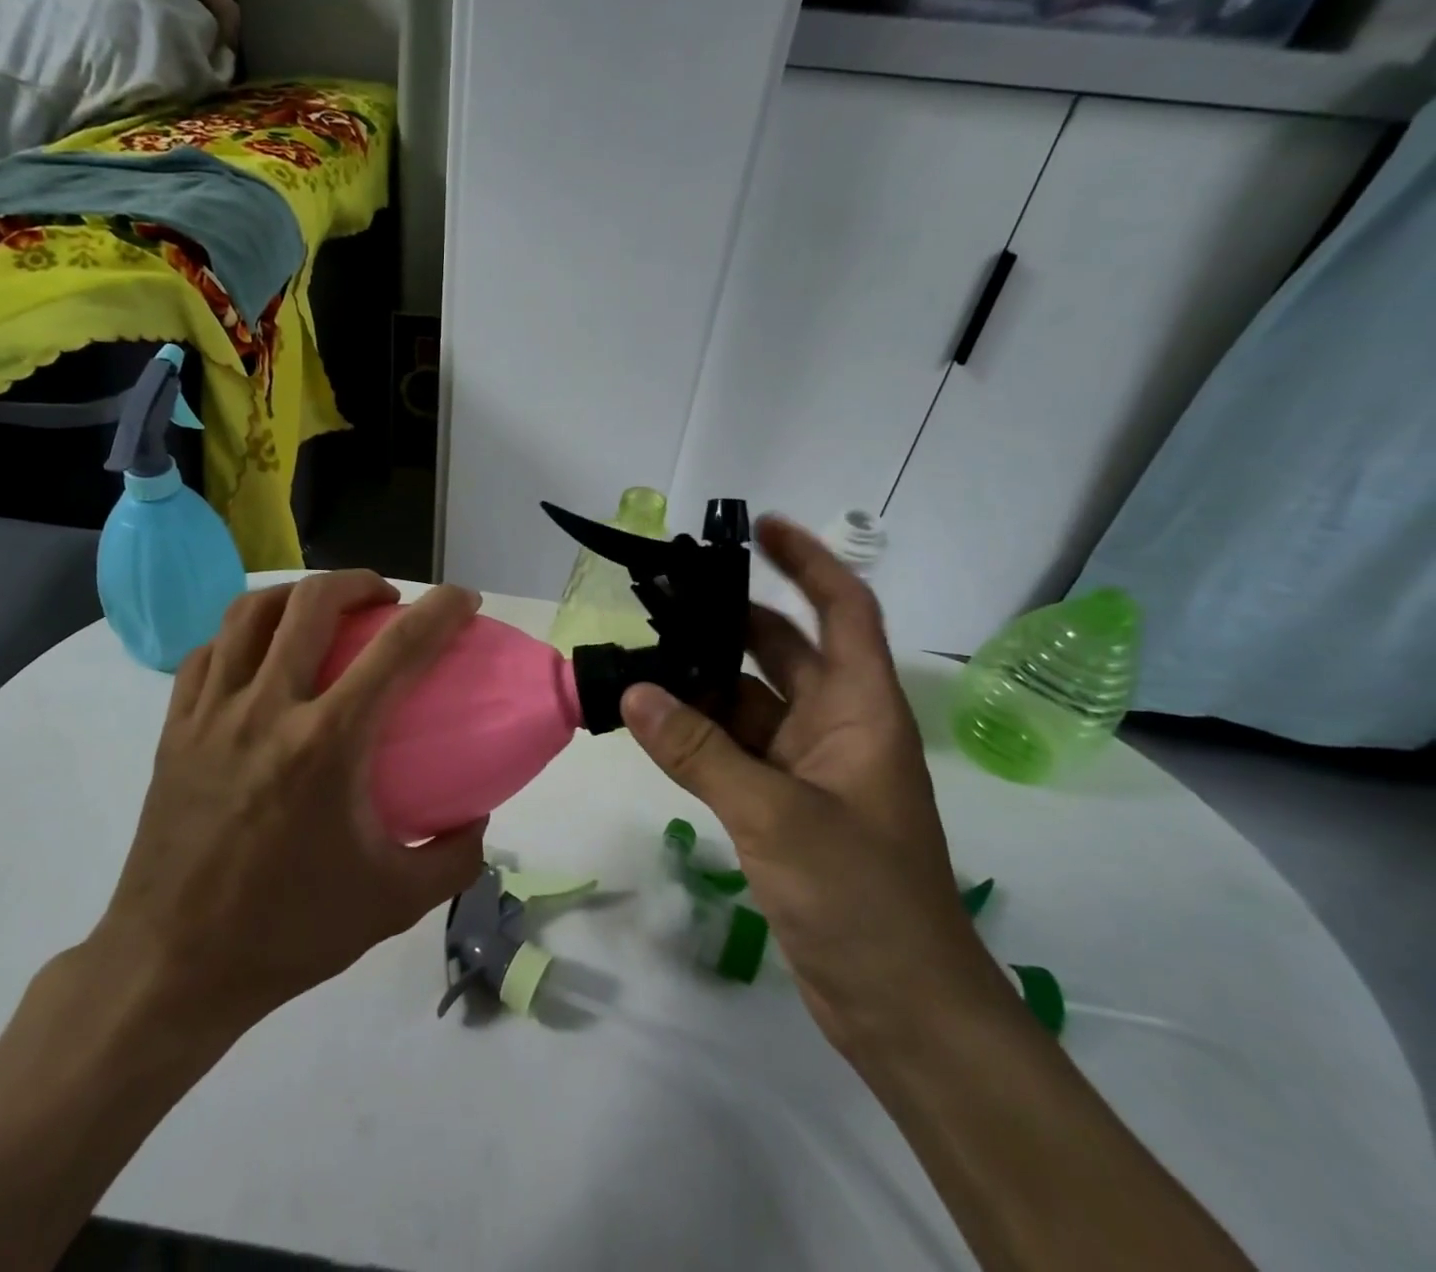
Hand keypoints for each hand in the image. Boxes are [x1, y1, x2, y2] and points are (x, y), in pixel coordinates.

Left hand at [90, 571, 487, 1030]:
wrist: (172, 968)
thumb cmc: (288, 933)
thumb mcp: (394, 904)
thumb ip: (454, 858)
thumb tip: (478, 817)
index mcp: (326, 744)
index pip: (397, 650)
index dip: (440, 611)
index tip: (463, 599)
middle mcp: (266, 709)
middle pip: (313, 603)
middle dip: (360, 582)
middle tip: (385, 600)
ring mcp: (211, 714)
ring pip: (250, 613)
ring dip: (298, 595)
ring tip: (322, 610)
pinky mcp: (174, 730)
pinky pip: (207, 652)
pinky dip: (242, 634)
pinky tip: (259, 654)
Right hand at [621, 516, 1002, 1057]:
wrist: (902, 1009)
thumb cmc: (862, 899)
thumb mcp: (776, 816)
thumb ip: (700, 752)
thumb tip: (634, 693)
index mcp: (859, 711)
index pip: (843, 612)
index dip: (809, 562)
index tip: (760, 527)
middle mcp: (835, 727)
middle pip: (782, 651)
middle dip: (729, 620)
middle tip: (665, 595)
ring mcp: (807, 768)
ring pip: (748, 703)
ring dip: (702, 683)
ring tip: (640, 655)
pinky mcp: (782, 805)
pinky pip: (732, 750)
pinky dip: (696, 734)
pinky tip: (651, 722)